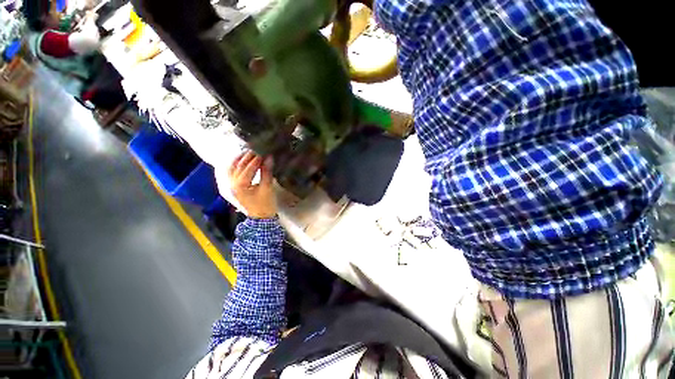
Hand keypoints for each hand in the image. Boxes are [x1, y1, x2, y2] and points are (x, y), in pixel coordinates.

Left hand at [228, 151, 276, 218]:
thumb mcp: (268, 188)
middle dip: (248, 157)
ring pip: (230, 167)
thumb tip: (269, 157)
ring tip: (249, 153)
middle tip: (257, 151)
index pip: (247, 168)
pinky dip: (232, 164)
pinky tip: (238, 160)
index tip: (264, 153)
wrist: (259, 218)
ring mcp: (225, 186)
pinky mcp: (226, 187)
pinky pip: (227, 172)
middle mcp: (229, 185)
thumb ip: (267, 172)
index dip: (256, 160)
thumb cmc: (265, 205)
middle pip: (237, 166)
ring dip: (238, 159)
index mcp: (239, 187)